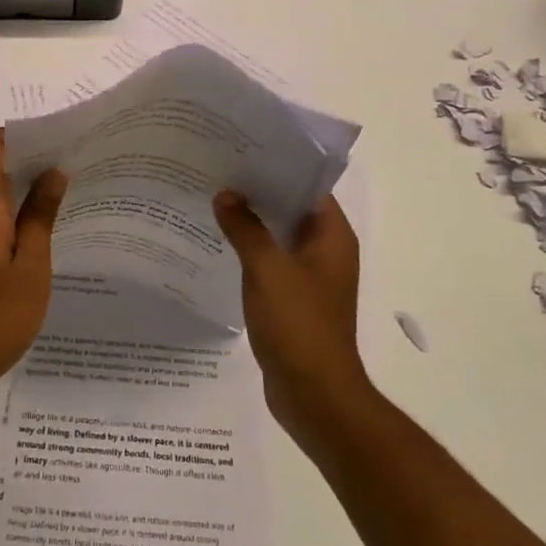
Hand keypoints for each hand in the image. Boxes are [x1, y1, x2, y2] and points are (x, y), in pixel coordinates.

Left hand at [0, 127, 67, 408]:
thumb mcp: (31, 265)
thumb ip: (40, 215)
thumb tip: (53, 171)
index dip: (18, 134)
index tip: (54, 146)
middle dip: (30, 163)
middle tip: (72, 174)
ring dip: (23, 193)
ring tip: (63, 206)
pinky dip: (12, 218)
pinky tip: (39, 242)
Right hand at [213, 191, 372, 449]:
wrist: (314, 396)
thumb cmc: (298, 324)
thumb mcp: (267, 268)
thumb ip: (245, 228)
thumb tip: (226, 194)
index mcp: (332, 237)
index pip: (308, 186)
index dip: (278, 166)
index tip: (244, 149)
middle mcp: (326, 252)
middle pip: (292, 209)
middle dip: (259, 192)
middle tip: (220, 169)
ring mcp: (311, 277)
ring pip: (279, 236)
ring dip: (252, 222)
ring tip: (213, 198)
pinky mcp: (294, 299)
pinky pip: (271, 262)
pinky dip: (251, 250)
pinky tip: (219, 242)